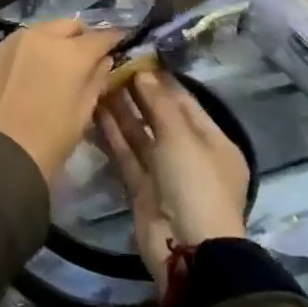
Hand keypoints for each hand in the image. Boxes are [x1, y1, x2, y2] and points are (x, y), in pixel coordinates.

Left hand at [0, 20, 123, 181]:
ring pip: (40, 31)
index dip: (112, 40)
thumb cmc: (47, 141)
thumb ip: (96, 81)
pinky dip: (27, 53)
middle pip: (69, 26)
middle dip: (80, 37)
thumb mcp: (82, 115)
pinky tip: (25, 74)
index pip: (100, 36)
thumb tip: (103, 62)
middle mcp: (40, 36)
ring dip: (51, 42)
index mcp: (70, 52)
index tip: (118, 44)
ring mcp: (10, 42)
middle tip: (84, 57)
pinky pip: (16, 45)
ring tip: (52, 65)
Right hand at [97, 71, 250, 289]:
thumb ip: (159, 103)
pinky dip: (112, 135)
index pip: (185, 101)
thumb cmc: (195, 184)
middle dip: (138, 93)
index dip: (161, 79)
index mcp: (213, 141)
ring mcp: (165, 172)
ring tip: (97, 82)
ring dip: (121, 111)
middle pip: (160, 117)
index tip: (135, 57)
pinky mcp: (141, 188)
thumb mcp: (182, 137)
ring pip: (140, 135)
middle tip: (110, 66)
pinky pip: (126, 155)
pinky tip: (94, 111)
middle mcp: (190, 154)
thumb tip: (143, 72)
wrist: (187, 249)